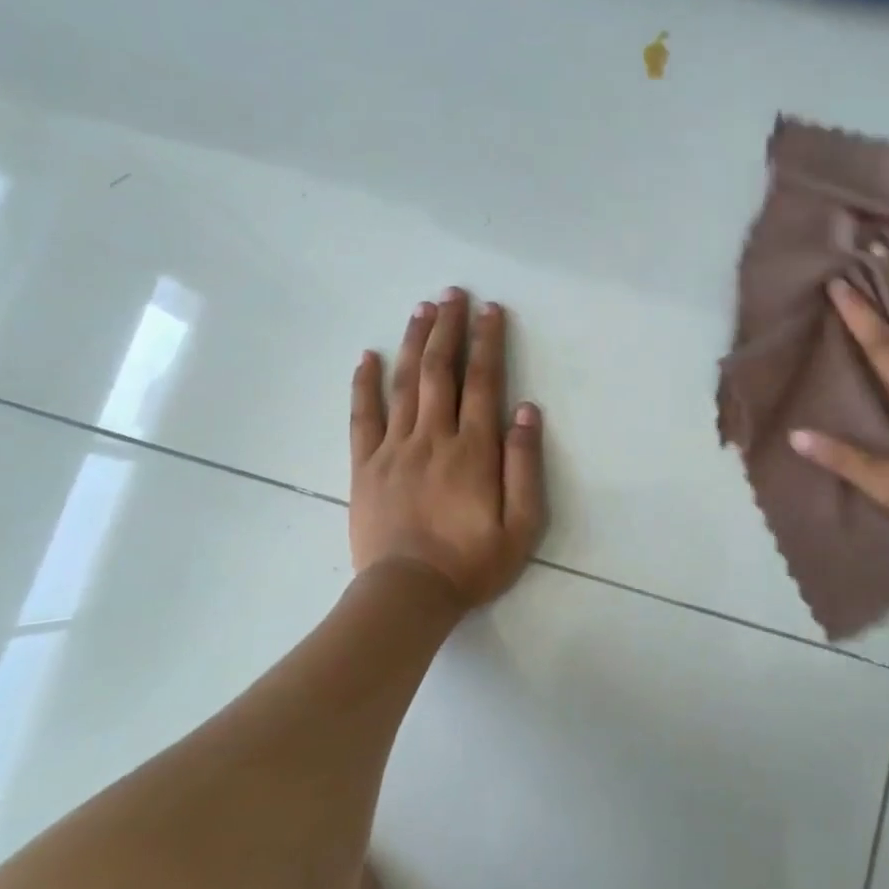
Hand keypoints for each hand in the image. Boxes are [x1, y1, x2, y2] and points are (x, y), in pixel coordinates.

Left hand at [350, 288, 547, 609]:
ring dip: (413, 342)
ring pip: (404, 384)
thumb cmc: (472, 563)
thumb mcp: (521, 526)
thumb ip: (524, 466)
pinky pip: (363, 416)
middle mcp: (433, 438)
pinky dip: (364, 384)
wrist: (407, 594)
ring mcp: (394, 449)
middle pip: (440, 371)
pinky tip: (367, 357)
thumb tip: (525, 411)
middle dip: (448, 328)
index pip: (483, 383)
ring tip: (421, 309)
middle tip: (452, 293)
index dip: (487, 343)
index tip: (490, 310)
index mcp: (473, 451)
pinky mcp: (365, 466)